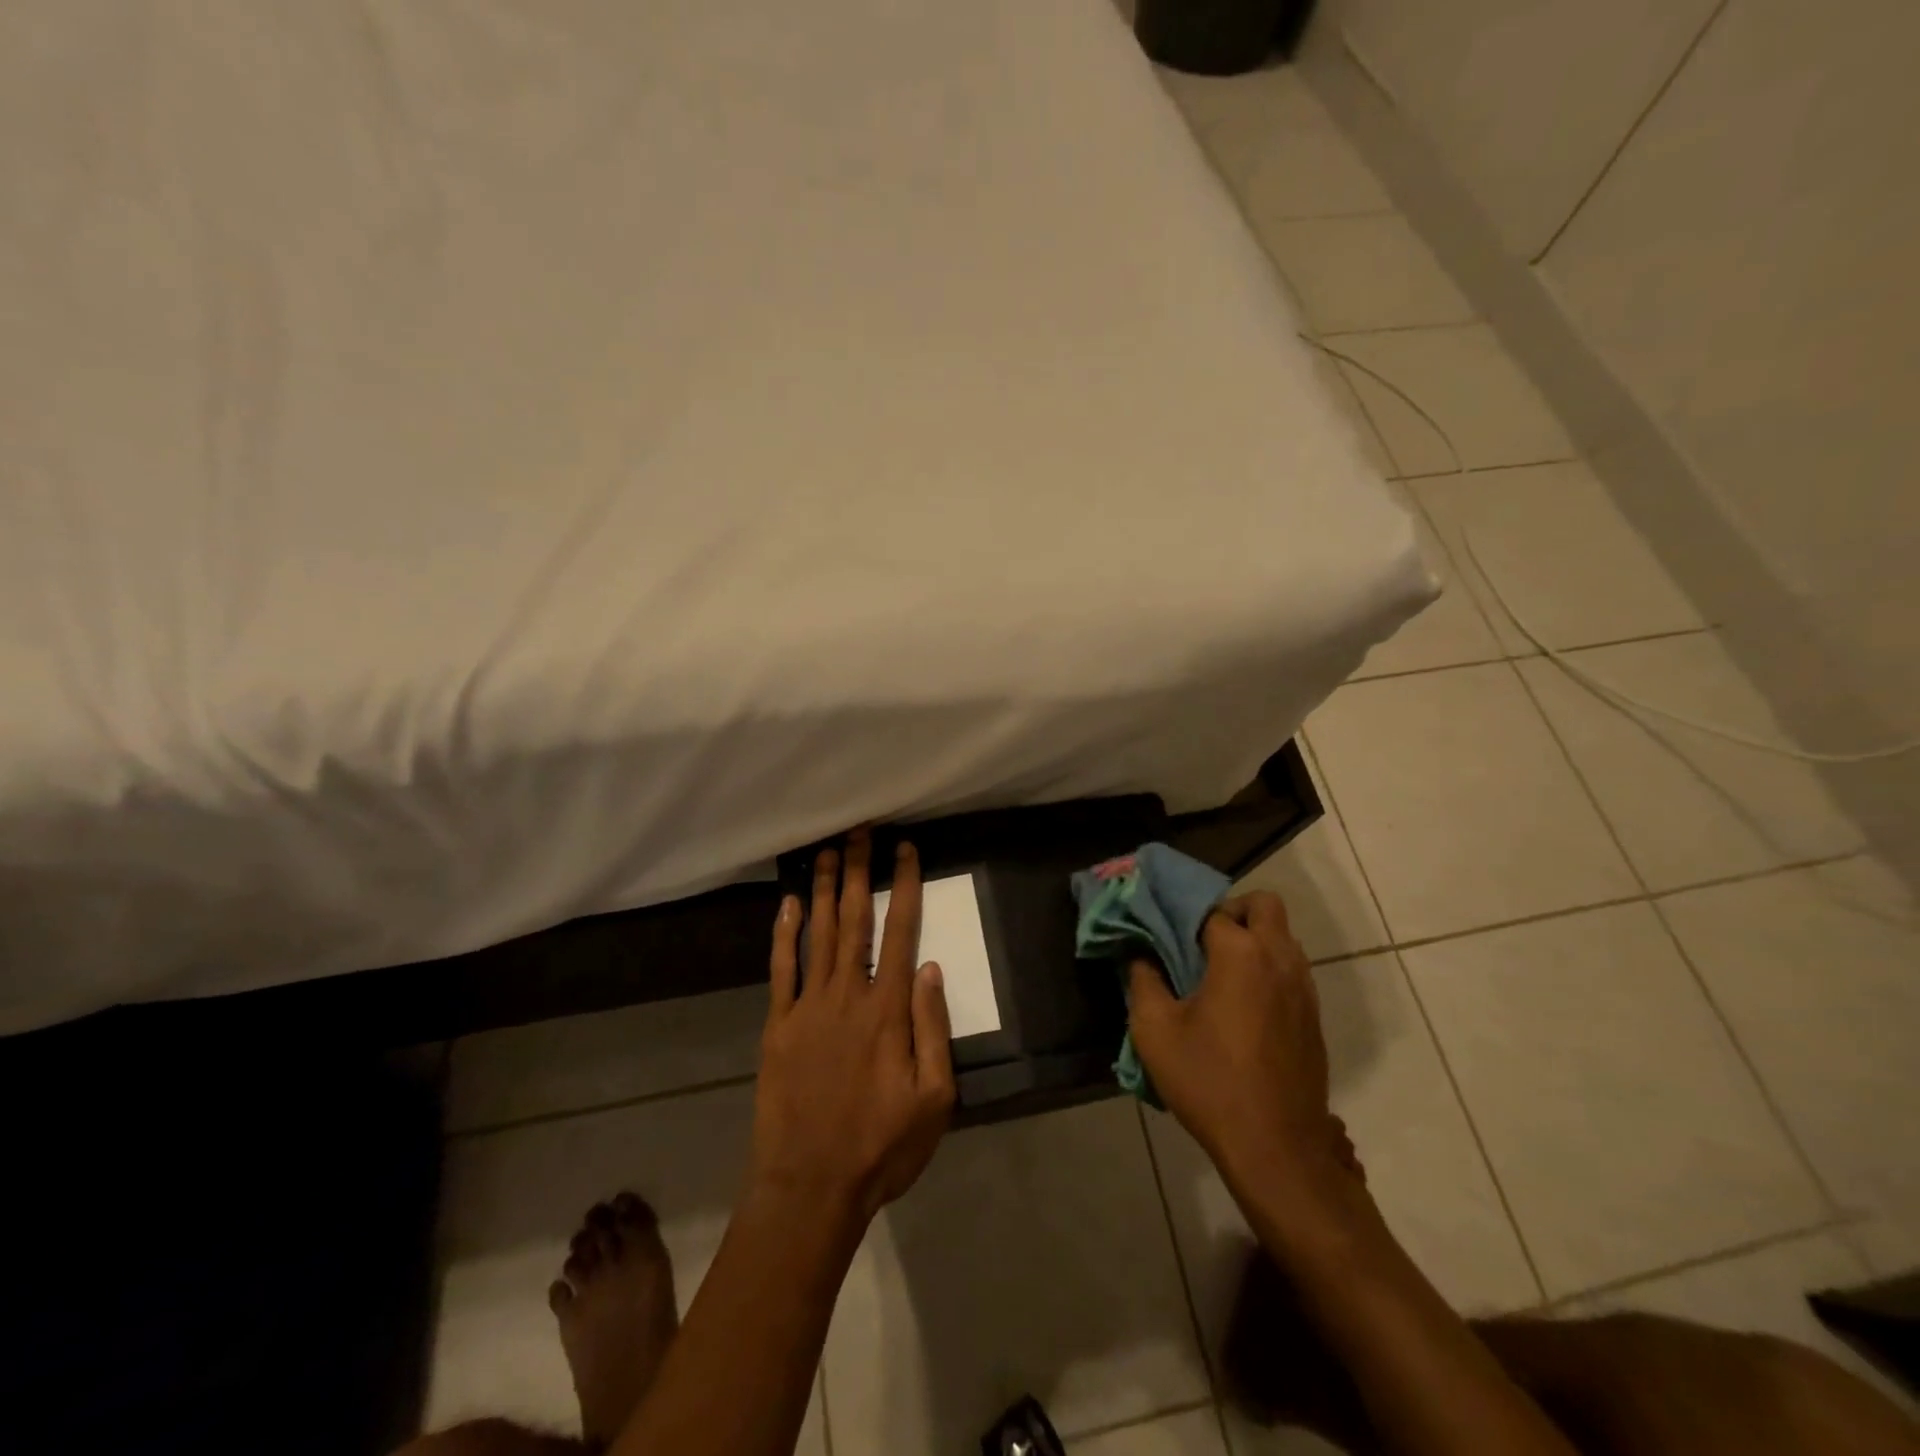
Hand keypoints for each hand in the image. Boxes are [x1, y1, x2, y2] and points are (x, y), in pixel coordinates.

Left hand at [752, 830, 955, 1226]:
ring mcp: (807, 1007)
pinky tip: (787, 904)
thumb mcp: (934, 1099)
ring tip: (826, 850)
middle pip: (855, 920)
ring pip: (817, 934)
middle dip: (858, 871)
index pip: (901, 931)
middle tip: (859, 830)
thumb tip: (931, 968)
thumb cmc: (881, 1147)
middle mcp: (847, 995)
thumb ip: (933, 1028)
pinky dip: (784, 934)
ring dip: (823, 889)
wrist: (810, 1187)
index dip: (904, 886)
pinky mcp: (778, 1026)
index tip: (905, 849)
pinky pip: (781, 969)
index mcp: (888, 1010)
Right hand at [1127, 892, 1360, 1222]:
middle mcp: (1279, 959)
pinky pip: (1291, 969)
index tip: (1165, 934)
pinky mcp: (1313, 1016)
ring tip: (1218, 973)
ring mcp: (1303, 988)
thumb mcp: (1154, 1030)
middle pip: (1264, 906)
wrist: (1275, 1147)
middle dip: (1232, 911)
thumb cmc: (1209, 1081)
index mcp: (1239, 954)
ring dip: (1253, 940)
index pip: (1211, 910)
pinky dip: (1268, 968)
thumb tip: (1140, 954)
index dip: (1184, 917)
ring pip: (1283, 937)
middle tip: (1201, 941)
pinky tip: (1242, 1006)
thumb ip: (1143, 980)